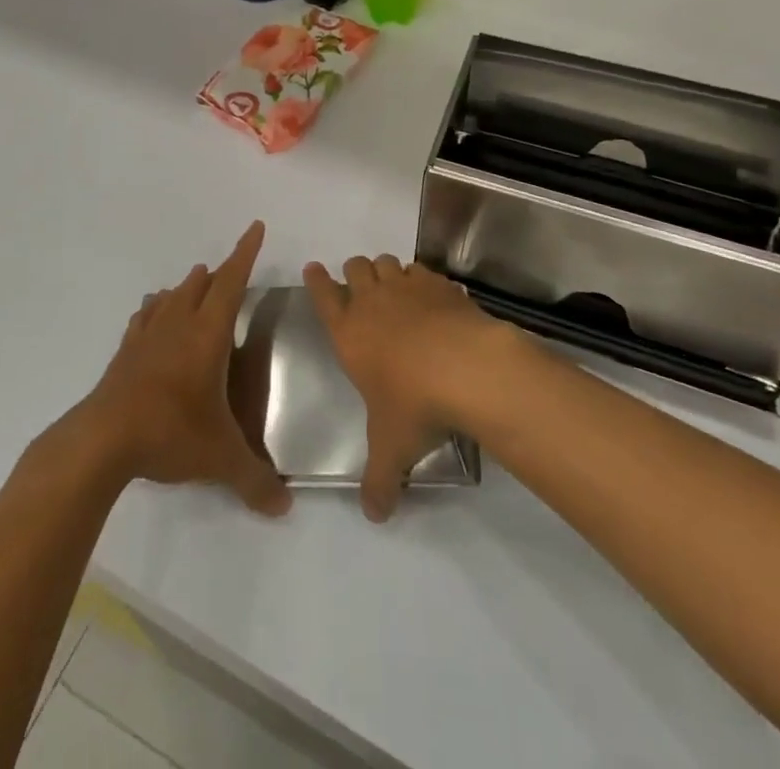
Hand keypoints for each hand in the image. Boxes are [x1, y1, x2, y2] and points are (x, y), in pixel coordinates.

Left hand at [75, 221, 289, 517]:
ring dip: (187, 287)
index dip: (246, 253)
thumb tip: (285, 508)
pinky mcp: (125, 353)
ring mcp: (147, 336)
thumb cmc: (170, 433)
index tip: (255, 226)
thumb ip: (255, 480)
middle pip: (202, 284)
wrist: (103, 440)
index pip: (232, 282)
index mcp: (208, 334)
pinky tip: (152, 315)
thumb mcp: (220, 458)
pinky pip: (143, 319)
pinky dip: (154, 311)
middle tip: (230, 270)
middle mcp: (179, 325)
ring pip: (171, 297)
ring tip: (196, 284)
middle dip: (219, 273)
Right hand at [302, 254, 508, 522]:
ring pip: (387, 263)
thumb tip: (374, 516)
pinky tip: (430, 295)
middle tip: (359, 284)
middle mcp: (373, 301)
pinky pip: (422, 270)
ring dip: (385, 270)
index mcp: (348, 332)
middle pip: (355, 268)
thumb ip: (379, 481)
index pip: (323, 296)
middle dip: (354, 272)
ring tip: (393, 286)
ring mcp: (407, 288)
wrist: (466, 368)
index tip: (313, 268)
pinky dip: (421, 277)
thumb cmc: (414, 405)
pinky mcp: (439, 284)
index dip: (316, 280)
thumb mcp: (391, 449)